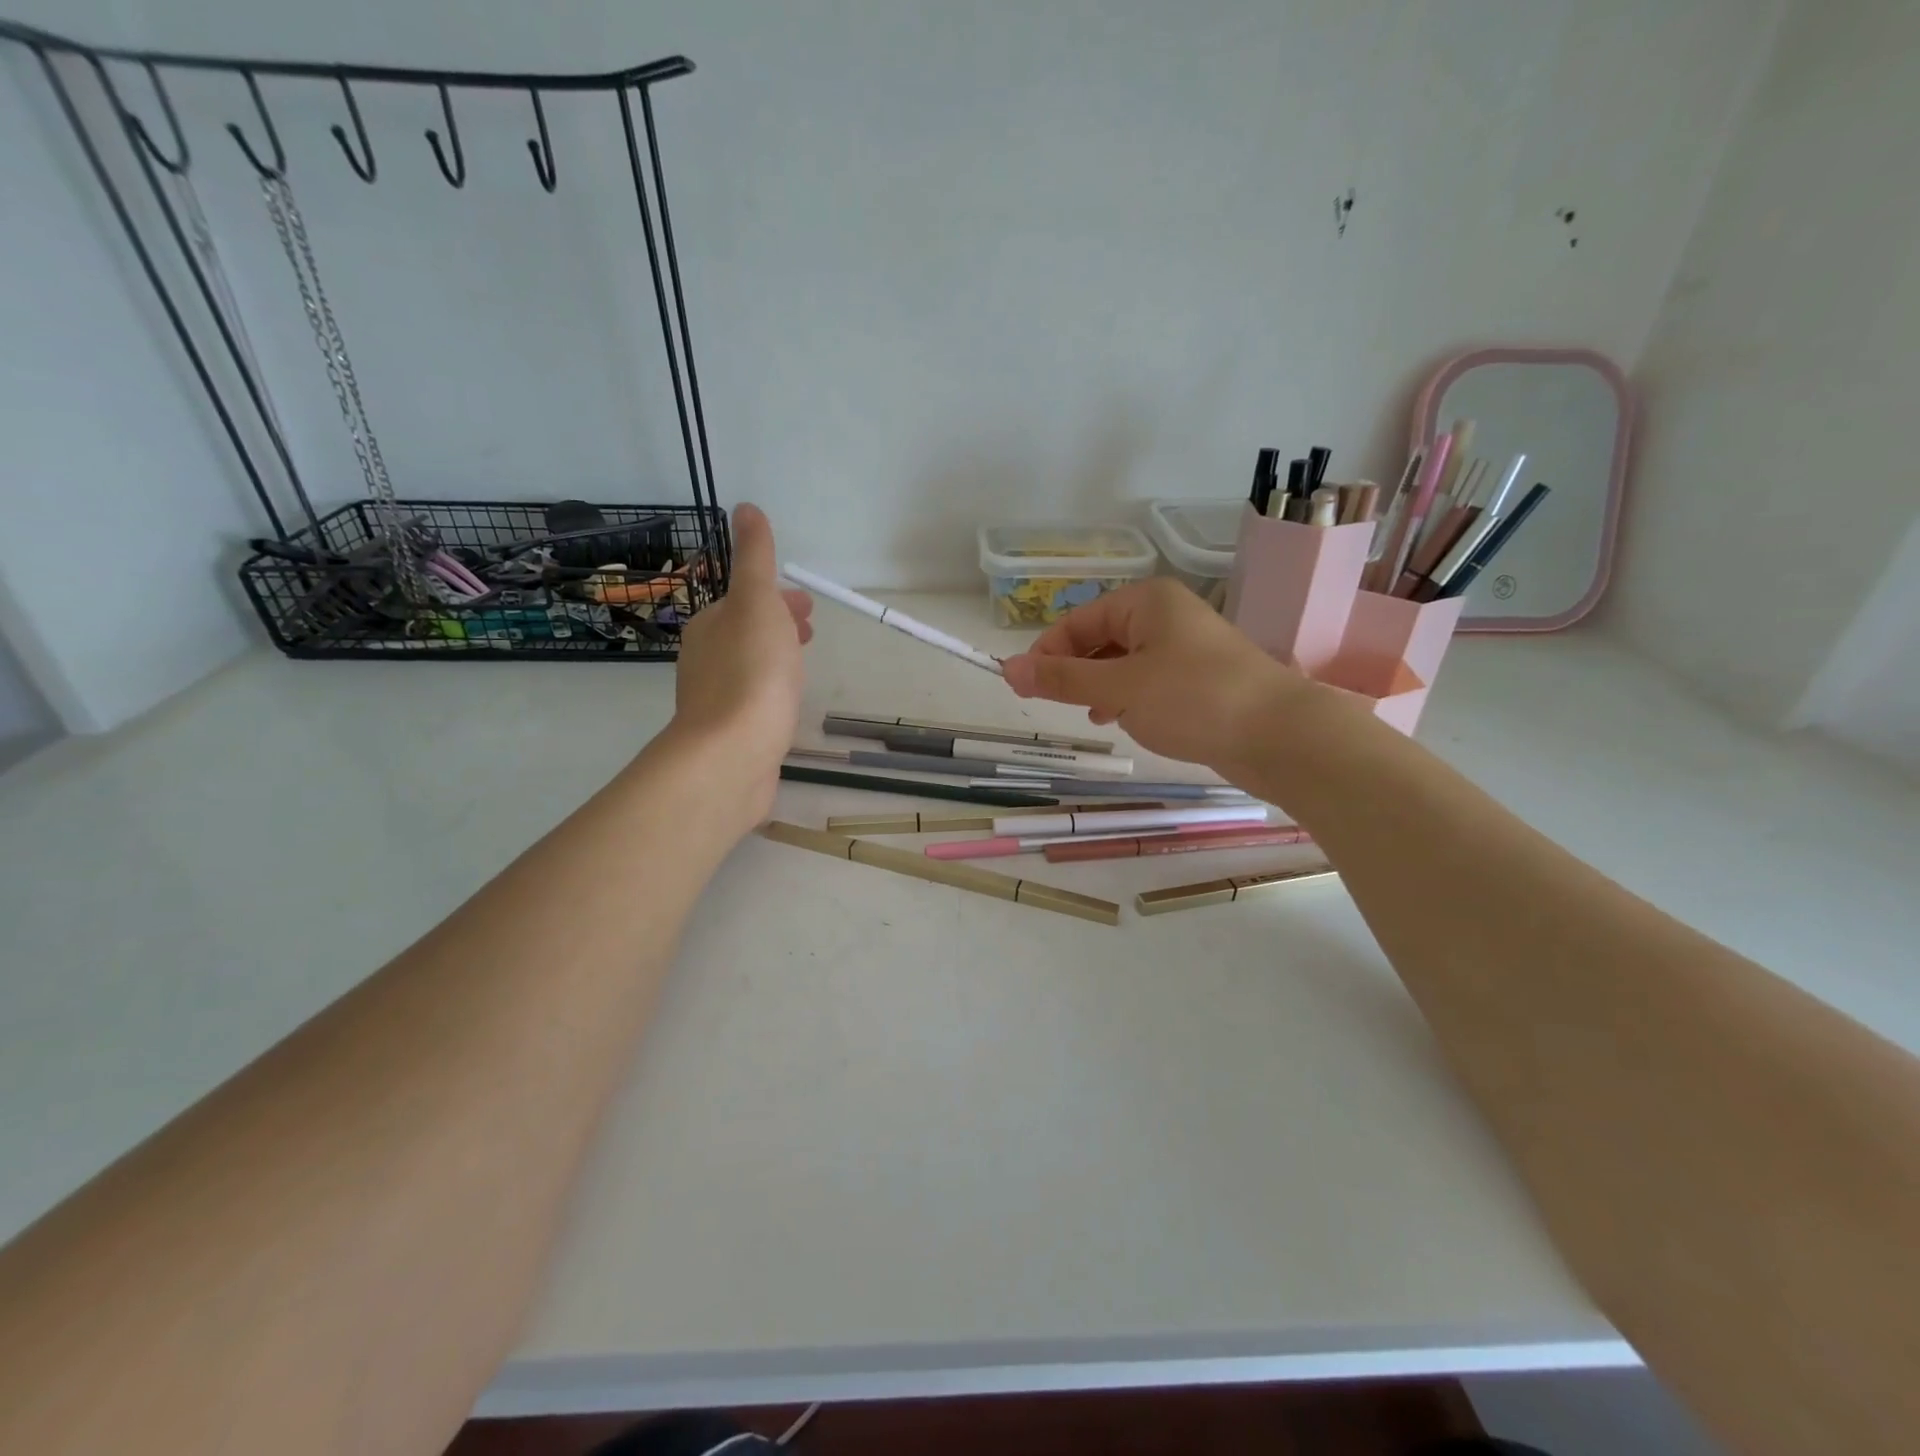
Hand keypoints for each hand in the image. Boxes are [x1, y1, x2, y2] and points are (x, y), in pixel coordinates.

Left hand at [665, 504, 811, 833]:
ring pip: (750, 669)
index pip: (743, 602)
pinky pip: (754, 702)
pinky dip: (772, 693)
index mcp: (710, 626)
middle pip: (746, 634)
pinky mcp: (729, 736)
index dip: (776, 599)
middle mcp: (706, 660)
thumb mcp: (757, 602)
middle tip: (811, 632)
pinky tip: (788, 706)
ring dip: (776, 659)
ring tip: (804, 669)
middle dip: (777, 627)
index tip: (807, 606)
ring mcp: (716, 701)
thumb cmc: (751, 672)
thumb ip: (754, 558)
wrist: (732, 754)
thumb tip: (745, 508)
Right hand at [1001, 578, 1318, 776]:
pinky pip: (1148, 682)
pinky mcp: (1200, 680)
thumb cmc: (1194, 699)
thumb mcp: (1119, 688)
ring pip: (1124, 663)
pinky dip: (1126, 698)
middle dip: (1074, 671)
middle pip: (1101, 639)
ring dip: (1098, 687)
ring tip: (1087, 716)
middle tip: (1051, 705)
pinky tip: (1119, 720)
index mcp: (1146, 602)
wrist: (1281, 736)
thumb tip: (1007, 668)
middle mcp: (1167, 617)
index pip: (1078, 621)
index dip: (1046, 653)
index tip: (1022, 687)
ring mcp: (1187, 648)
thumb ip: (1062, 680)